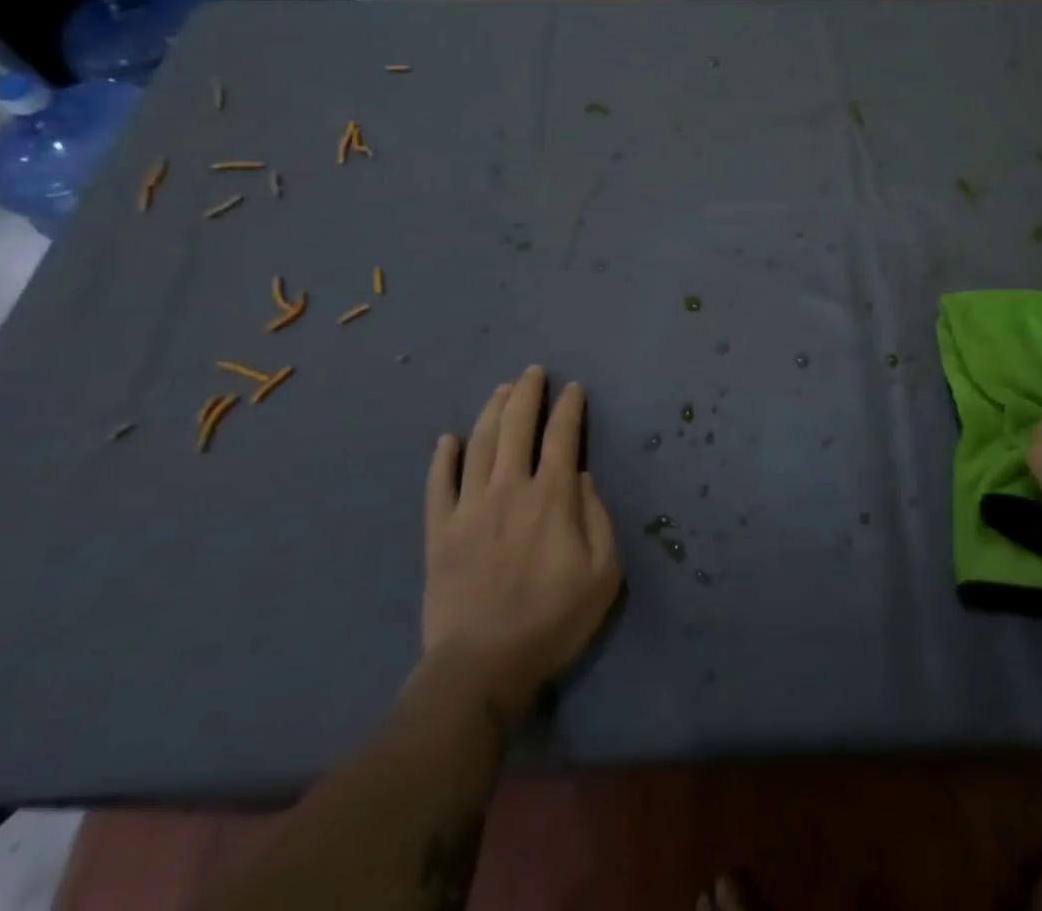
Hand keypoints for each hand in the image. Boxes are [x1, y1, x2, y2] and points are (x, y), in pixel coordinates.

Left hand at [422, 366, 621, 717]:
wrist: (481, 667)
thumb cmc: (553, 620)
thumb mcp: (603, 573)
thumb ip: (598, 518)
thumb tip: (581, 477)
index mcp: (552, 497)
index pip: (562, 436)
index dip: (569, 407)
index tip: (573, 388)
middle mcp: (510, 489)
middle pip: (517, 427)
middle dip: (527, 393)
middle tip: (533, 372)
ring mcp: (470, 508)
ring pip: (479, 445)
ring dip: (491, 412)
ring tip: (500, 390)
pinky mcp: (439, 532)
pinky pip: (438, 485)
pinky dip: (442, 458)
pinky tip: (446, 439)